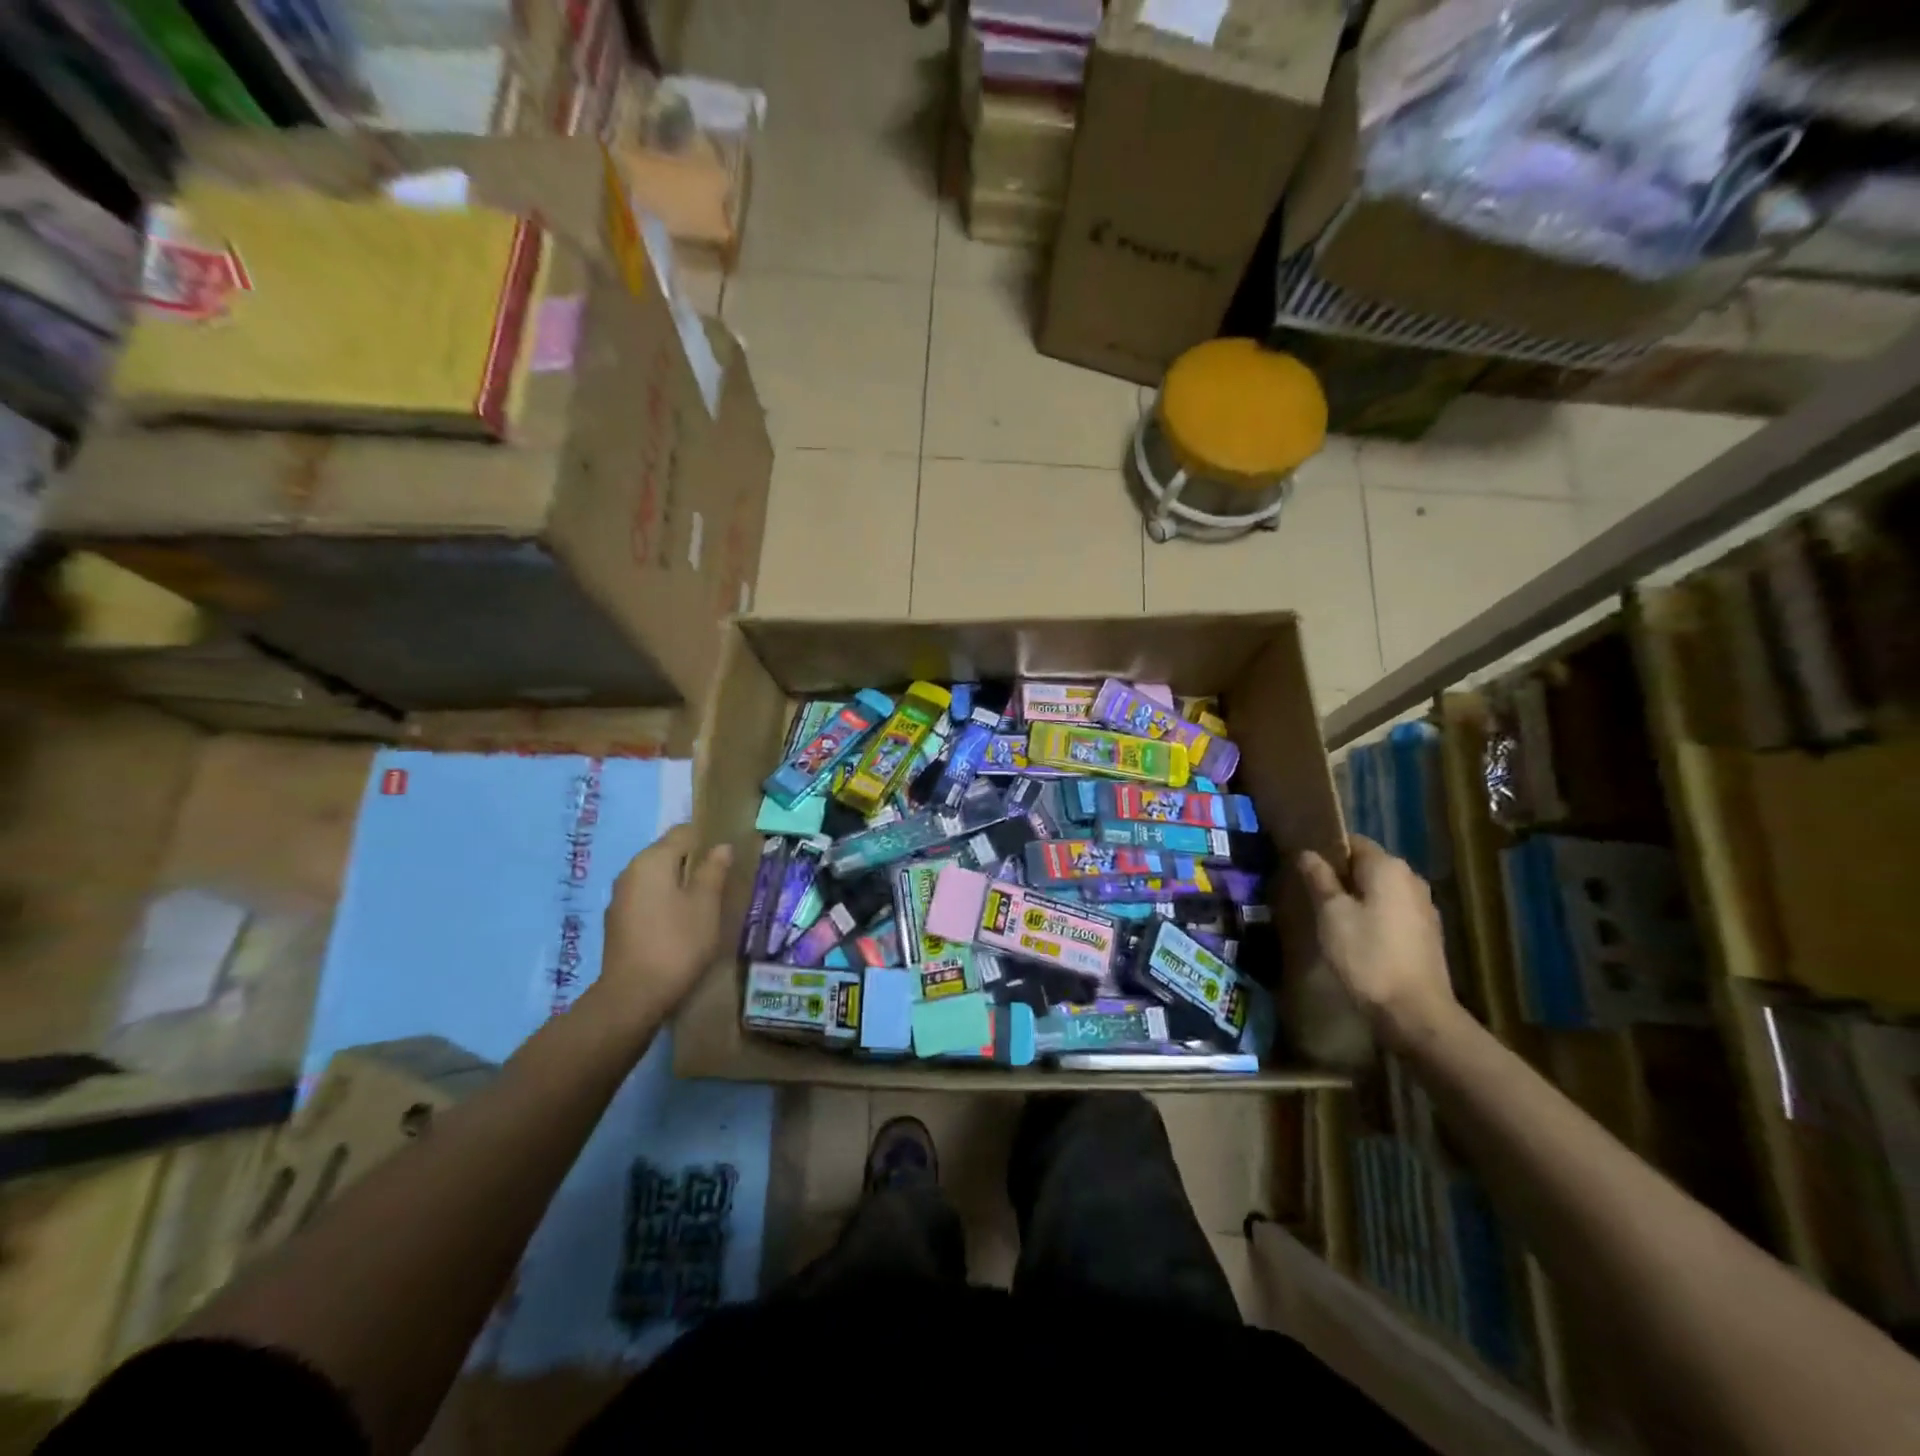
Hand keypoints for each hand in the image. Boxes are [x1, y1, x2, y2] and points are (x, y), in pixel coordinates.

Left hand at [598, 825, 732, 1025]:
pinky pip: (647, 899)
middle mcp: (630, 872)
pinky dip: (665, 902)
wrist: (634, 996)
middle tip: (721, 881)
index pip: (682, 832)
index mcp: (651, 860)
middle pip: (667, 853)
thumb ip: (713, 871)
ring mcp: (620, 898)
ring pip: (657, 878)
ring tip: (705, 903)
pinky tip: (682, 922)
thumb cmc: (677, 942)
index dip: (707, 839)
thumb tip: (721, 847)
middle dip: (694, 863)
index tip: (727, 856)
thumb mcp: (705, 904)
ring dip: (680, 884)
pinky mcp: (618, 922)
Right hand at [1298, 835, 1457, 1050]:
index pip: (1352, 842)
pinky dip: (1373, 916)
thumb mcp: (1331, 913)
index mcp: (1388, 867)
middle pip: (1367, 865)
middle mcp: (1411, 879)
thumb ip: (1318, 878)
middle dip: (1340, 875)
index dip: (1326, 850)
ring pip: (1380, 890)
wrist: (1414, 1012)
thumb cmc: (1367, 955)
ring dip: (1356, 897)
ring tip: (1329, 916)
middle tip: (1310, 893)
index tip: (1303, 867)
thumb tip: (1307, 853)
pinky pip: (1392, 911)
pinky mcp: (1426, 933)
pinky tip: (1356, 936)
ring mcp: (1423, 907)